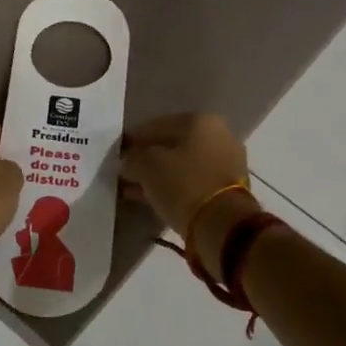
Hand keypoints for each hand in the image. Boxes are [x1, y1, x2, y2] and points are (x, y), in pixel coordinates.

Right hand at [120, 112, 251, 236]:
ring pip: (182, 166)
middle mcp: (219, 136)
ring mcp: (227, 163)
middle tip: (126, 172)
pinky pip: (192, 183)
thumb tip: (128, 162)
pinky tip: (151, 198)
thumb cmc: (183, 184)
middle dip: (147, 159)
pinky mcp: (228, 189)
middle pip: (172, 146)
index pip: (156, 125)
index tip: (117, 154)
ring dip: (158, 176)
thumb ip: (132, 159)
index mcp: (200, 121)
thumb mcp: (146, 166)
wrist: (222, 224)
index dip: (133, 139)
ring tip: (134, 189)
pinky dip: (173, 188)